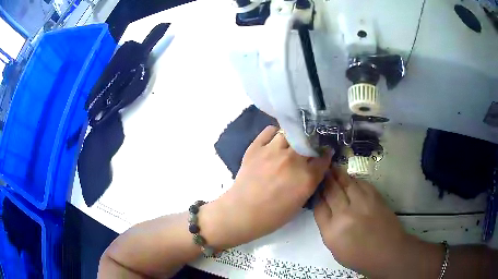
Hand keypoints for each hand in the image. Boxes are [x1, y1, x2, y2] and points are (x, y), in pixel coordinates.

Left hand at [201, 126, 331, 248]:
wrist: (242, 212)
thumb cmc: (273, 215)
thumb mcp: (300, 203)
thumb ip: (310, 183)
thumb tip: (314, 168)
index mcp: (306, 177)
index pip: (323, 158)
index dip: (325, 155)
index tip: (324, 153)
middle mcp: (292, 160)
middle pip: (309, 141)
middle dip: (311, 143)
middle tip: (308, 147)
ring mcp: (273, 151)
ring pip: (290, 132)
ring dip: (293, 137)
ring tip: (291, 143)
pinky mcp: (256, 147)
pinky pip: (270, 131)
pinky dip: (275, 133)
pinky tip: (275, 141)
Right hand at [314, 167, 429, 277]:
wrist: (387, 251)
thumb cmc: (359, 256)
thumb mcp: (335, 248)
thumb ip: (327, 227)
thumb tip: (324, 207)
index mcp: (332, 231)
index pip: (319, 206)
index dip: (316, 195)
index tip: (315, 189)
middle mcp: (345, 214)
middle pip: (331, 191)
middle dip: (325, 180)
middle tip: (322, 172)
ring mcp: (362, 203)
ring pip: (346, 182)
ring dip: (338, 174)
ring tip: (333, 169)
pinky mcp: (375, 197)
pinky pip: (361, 183)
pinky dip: (353, 179)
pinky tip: (350, 178)